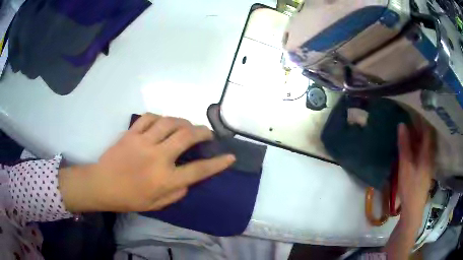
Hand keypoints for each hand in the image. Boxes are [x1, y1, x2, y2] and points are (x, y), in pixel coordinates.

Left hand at [60, 113, 234, 212]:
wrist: (102, 185)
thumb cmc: (130, 198)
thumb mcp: (158, 204)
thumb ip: (177, 192)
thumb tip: (188, 179)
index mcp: (165, 179)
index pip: (199, 170)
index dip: (218, 163)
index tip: (230, 156)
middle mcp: (158, 157)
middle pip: (187, 136)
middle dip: (202, 132)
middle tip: (207, 133)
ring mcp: (143, 142)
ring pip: (170, 122)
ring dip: (183, 121)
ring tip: (188, 126)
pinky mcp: (131, 133)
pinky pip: (149, 118)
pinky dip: (160, 118)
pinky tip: (163, 122)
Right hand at [397, 123, 433, 223]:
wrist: (412, 210)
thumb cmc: (410, 187)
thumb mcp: (405, 166)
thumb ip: (404, 146)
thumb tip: (401, 125)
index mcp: (427, 153)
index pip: (427, 130)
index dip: (421, 119)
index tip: (413, 111)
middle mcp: (430, 156)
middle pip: (426, 137)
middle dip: (419, 127)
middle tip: (408, 119)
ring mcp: (428, 164)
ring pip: (424, 145)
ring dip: (418, 137)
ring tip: (408, 131)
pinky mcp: (425, 171)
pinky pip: (422, 153)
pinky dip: (417, 147)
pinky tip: (411, 148)